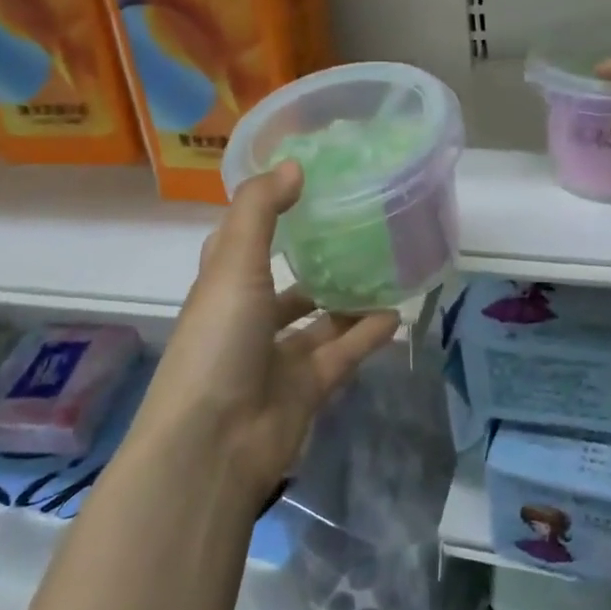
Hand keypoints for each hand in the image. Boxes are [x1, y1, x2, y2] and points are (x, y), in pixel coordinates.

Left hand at [130, 162, 399, 498]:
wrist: (214, 445)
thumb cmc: (217, 342)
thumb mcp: (233, 264)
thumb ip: (261, 211)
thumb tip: (294, 164)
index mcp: (223, 286)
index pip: (243, 240)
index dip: (267, 213)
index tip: (305, 185)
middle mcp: (248, 318)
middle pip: (285, 281)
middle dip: (316, 258)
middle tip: (361, 227)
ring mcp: (277, 357)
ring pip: (319, 320)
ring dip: (347, 298)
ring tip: (387, 268)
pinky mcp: (306, 389)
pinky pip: (343, 353)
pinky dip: (366, 335)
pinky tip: (397, 313)